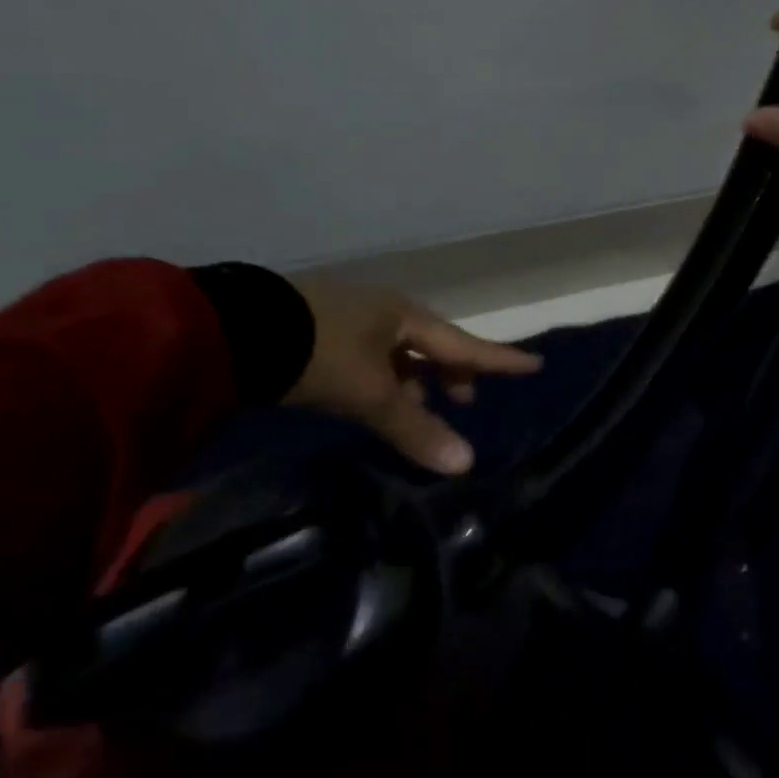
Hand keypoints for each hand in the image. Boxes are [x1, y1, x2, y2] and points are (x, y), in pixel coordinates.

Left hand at [285, 279, 541, 474]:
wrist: (243, 331)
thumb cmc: (319, 353)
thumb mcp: (371, 394)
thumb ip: (415, 428)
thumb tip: (466, 464)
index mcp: (404, 316)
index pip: (464, 343)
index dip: (500, 359)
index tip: (535, 363)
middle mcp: (385, 313)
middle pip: (433, 344)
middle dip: (453, 371)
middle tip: (466, 398)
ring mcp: (353, 322)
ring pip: (401, 353)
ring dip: (417, 380)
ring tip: (422, 407)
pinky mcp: (324, 337)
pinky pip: (375, 360)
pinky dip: (387, 381)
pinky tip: (380, 402)